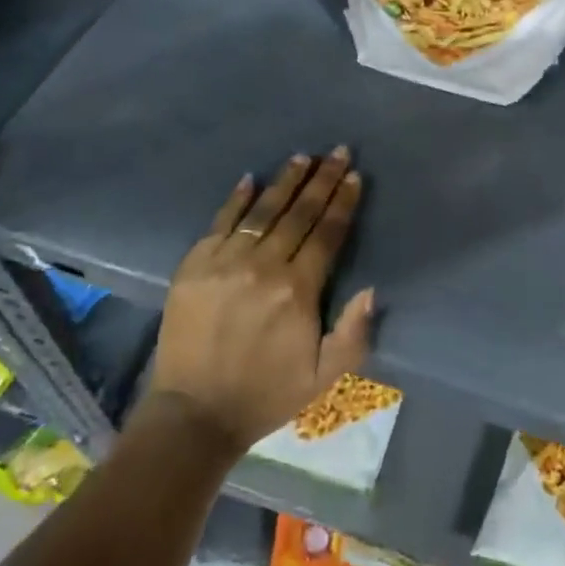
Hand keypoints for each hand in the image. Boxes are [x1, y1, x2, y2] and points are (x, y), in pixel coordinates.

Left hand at [149, 147, 374, 454]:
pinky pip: (220, 222)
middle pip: (299, 213)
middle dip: (322, 180)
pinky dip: (236, 199)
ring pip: (262, 211)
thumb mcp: (324, 376)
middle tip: (336, 152)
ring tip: (302, 158)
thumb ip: (353, 333)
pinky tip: (250, 179)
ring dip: (285, 182)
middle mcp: (264, 267)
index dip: (343, 202)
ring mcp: (225, 263)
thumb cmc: (267, 393)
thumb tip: (370, 288)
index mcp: (298, 291)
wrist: (194, 413)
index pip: (327, 234)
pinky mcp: (194, 266)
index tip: (354, 176)